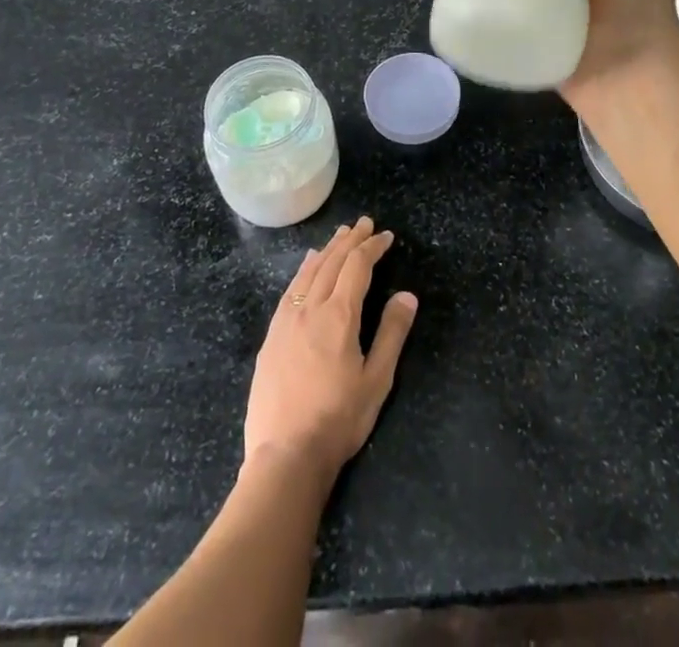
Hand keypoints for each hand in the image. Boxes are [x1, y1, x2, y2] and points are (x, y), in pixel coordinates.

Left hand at [243, 218, 417, 488]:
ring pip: (309, 272)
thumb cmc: (338, 420)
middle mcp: (310, 309)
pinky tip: (307, 267)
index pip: (357, 266)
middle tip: (364, 223)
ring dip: (328, 250)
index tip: (386, 236)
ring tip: (340, 236)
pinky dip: (304, 270)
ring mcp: (286, 321)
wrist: (285, 456)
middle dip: (350, 240)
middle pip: (332, 262)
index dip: (372, 247)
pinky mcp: (271, 337)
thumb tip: (407, 295)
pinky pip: (291, 290)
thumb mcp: (376, 380)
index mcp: (339, 316)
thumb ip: (392, 333)